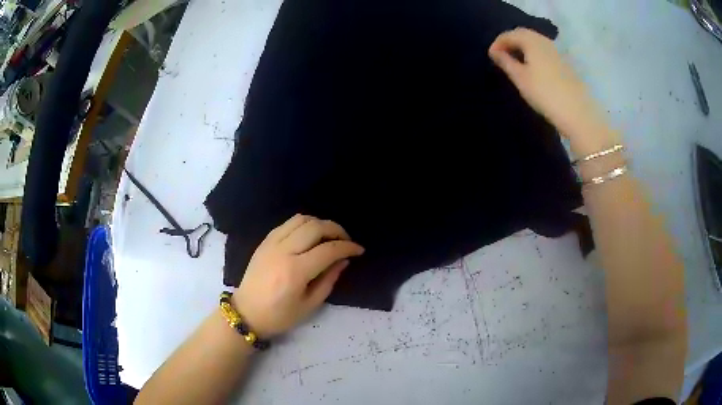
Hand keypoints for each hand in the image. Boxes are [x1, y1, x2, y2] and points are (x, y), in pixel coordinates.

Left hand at [232, 214, 363, 337]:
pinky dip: (304, 224)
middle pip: (315, 227)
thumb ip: (329, 280)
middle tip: (346, 240)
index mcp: (295, 271)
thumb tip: (343, 260)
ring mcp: (271, 243)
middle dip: (336, 229)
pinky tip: (310, 235)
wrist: (246, 312)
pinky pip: (288, 223)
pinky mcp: (265, 241)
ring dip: (320, 223)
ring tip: (329, 236)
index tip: (359, 250)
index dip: (347, 247)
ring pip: (301, 219)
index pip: (328, 250)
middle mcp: (283, 251)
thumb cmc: (279, 316)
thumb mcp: (309, 305)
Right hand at [488, 28, 613, 152]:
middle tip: (502, 55)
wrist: (577, 112)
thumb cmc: (545, 94)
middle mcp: (545, 41)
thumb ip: (506, 62)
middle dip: (510, 41)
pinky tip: (532, 66)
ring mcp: (557, 52)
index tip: (491, 56)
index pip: (510, 34)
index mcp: (532, 41)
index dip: (498, 42)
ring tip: (515, 60)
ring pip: (535, 41)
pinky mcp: (564, 63)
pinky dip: (534, 53)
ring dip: (523, 46)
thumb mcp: (520, 78)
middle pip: (524, 34)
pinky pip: (544, 50)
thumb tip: (495, 52)